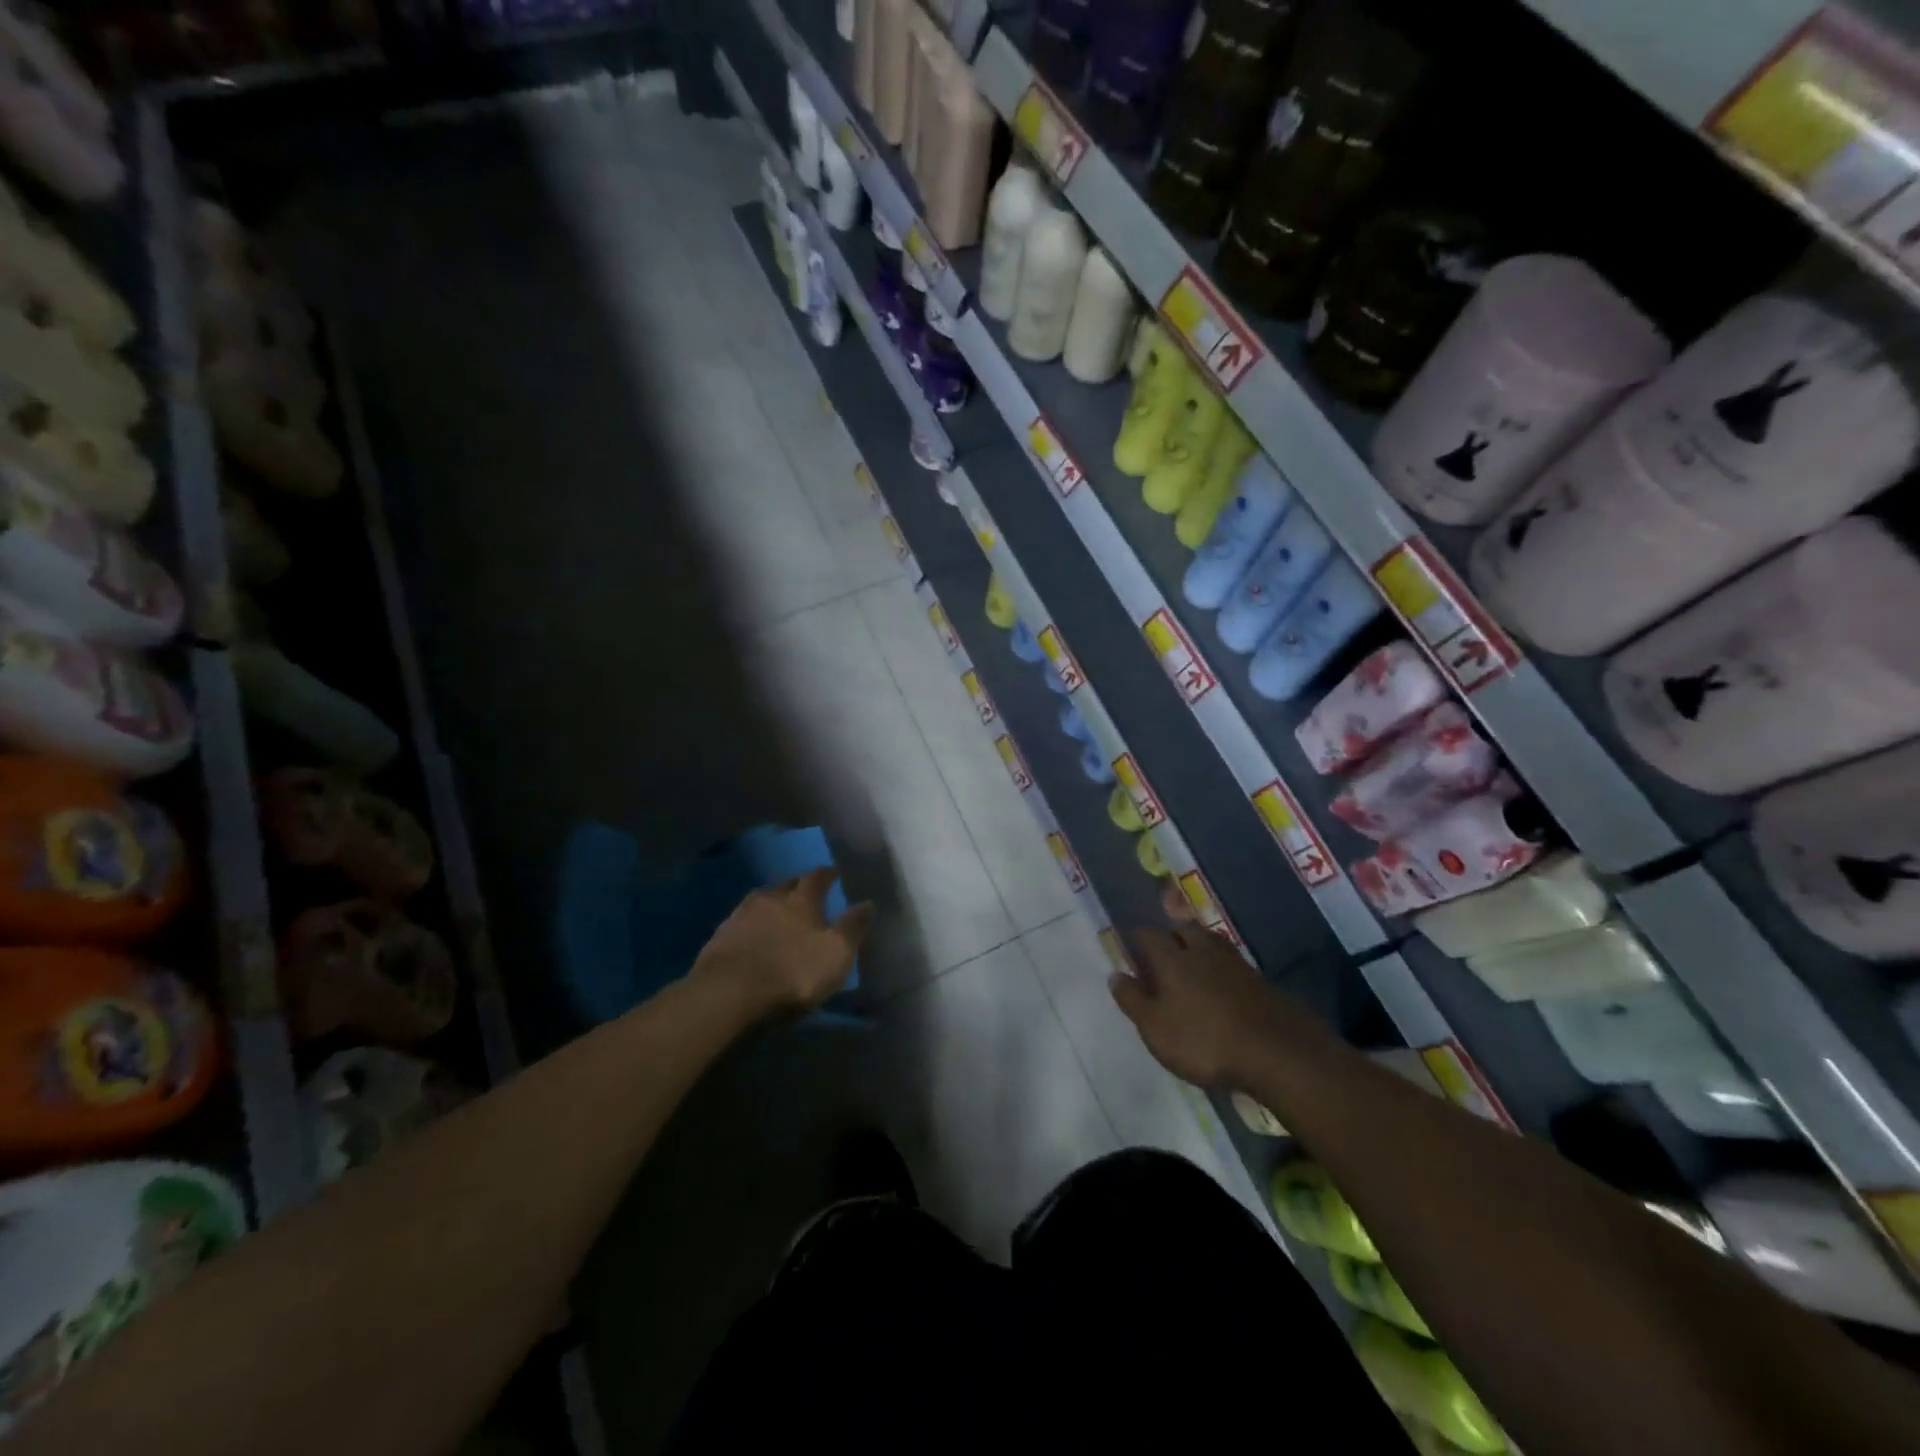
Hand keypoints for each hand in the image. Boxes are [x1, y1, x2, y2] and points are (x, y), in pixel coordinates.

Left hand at [693, 868, 875, 1018]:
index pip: (817, 878)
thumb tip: (868, 902)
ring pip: (761, 902)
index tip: (833, 872)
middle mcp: (770, 898)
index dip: (827, 874)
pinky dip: (752, 925)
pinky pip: (741, 922)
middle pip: (786, 885)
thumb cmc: (792, 972)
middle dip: (798, 886)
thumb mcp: (835, 954)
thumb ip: (852, 927)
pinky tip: (753, 936)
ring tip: (778, 913)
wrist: (728, 994)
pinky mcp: (718, 938)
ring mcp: (740, 916)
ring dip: (772, 905)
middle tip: (806, 892)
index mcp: (801, 899)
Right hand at [1109, 927, 1319, 1088]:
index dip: (1137, 940)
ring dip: (1199, 948)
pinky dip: (1222, 969)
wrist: (1276, 1052)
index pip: (1148, 934)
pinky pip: (1232, 964)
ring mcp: (1235, 963)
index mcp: (1172, 958)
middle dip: (1171, 937)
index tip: (1132, 953)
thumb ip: (1133, 1000)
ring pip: (1210, 942)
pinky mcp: (1260, 980)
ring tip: (1193, 966)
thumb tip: (1115, 974)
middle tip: (1164, 956)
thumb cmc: (1203, 1040)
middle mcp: (1202, 950)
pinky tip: (1223, 987)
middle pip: (1183, 929)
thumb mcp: (1155, 1028)